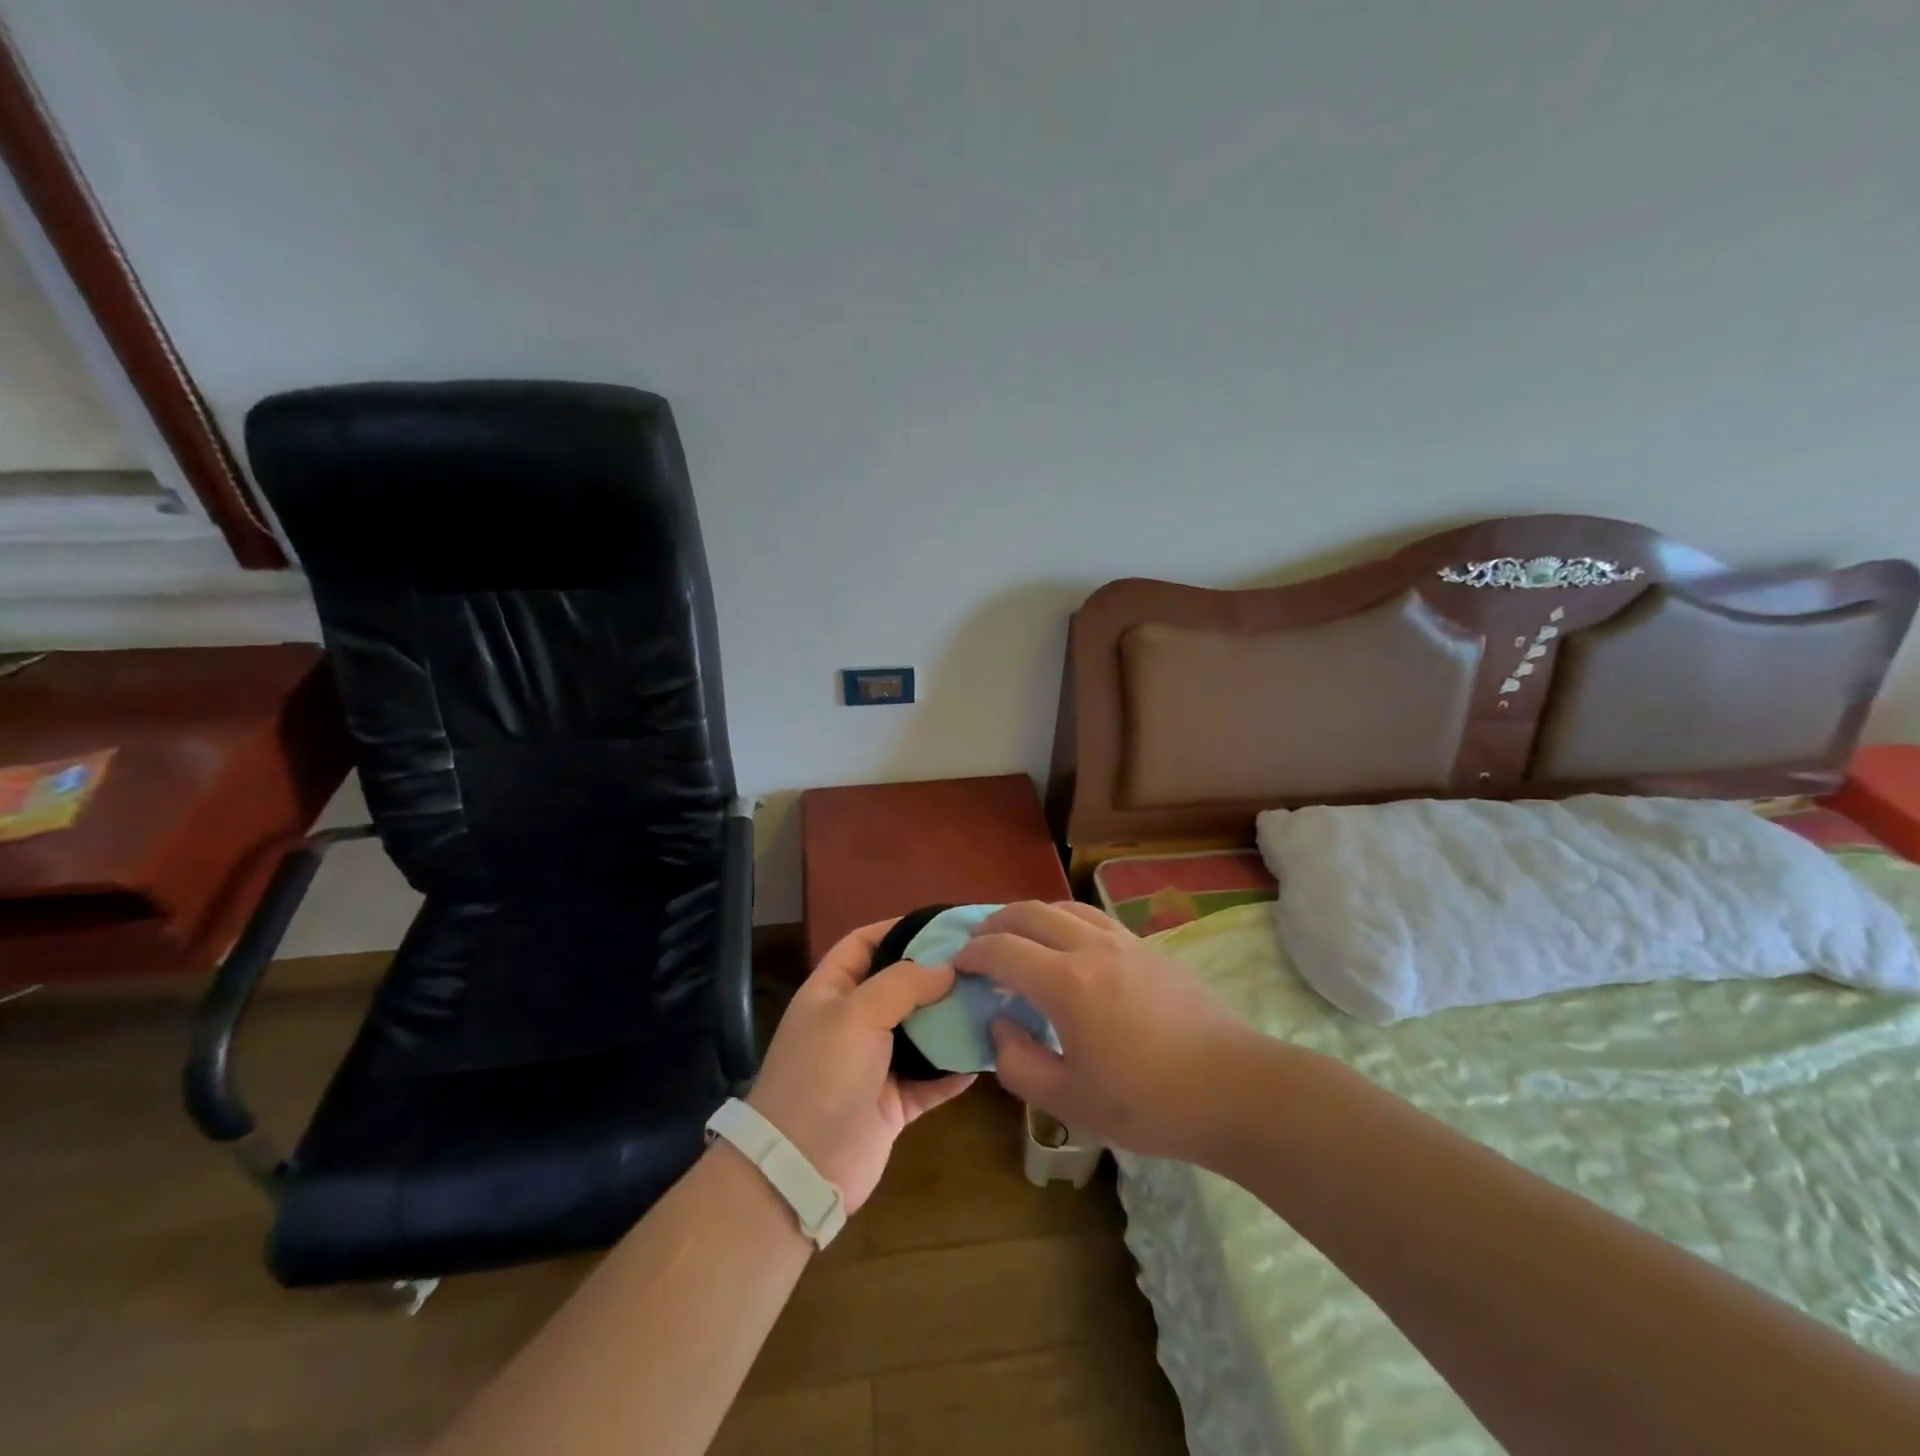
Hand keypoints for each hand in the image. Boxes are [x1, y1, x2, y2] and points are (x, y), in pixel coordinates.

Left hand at [747, 918, 974, 1212]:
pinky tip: (984, 1056)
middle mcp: (852, 1023)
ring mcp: (873, 1065)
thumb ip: (903, 983)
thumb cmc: (823, 1075)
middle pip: (899, 987)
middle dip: (936, 976)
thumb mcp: (857, 1013)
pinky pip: (930, 1080)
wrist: (802, 1169)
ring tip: (991, 1003)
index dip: (898, 929)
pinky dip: (954, 1070)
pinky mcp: (893, 1104)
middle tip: (981, 964)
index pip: (863, 944)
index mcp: (831, 992)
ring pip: (919, 1033)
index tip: (943, 925)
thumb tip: (946, 968)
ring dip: (950, 1022)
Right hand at [954, 900, 1254, 1161]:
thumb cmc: (1148, 1103)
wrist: (1234, 1088)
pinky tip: (1067, 947)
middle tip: (977, 944)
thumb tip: (1001, 1024)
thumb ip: (1018, 1063)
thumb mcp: (1070, 1101)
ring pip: (1063, 907)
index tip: (956, 965)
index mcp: (1066, 983)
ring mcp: (1123, 941)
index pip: (1002, 950)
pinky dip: (1063, 921)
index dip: (972, 953)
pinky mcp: (1147, 947)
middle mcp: (1091, 947)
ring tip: (1017, 938)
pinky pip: (1092, 917)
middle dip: (995, 923)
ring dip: (1030, 916)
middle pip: (1029, 913)